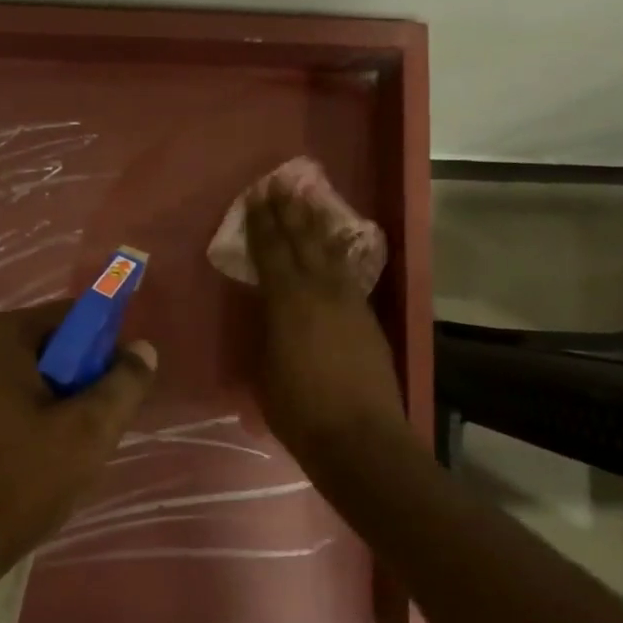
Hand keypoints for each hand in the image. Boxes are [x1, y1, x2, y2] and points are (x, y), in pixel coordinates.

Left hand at [0, 302, 156, 573]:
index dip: (102, 345)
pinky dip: (18, 417)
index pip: (70, 316)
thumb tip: (142, 349)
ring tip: (62, 448)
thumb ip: (124, 383)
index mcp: (0, 337)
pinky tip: (26, 459)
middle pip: (44, 347)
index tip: (116, 386)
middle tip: (93, 423)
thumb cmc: (23, 480)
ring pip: (19, 378)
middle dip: (75, 377)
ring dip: (48, 401)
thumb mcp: (90, 431)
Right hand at [244, 182, 406, 465]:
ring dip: (317, 224)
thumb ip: (264, 333)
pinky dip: (339, 253)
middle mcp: (320, 291)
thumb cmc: (299, 410)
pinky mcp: (368, 318)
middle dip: (288, 212)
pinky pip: (348, 273)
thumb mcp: (264, 370)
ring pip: (330, 252)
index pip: (270, 252)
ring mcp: (349, 302)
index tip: (254, 198)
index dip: (261, 224)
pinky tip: (337, 245)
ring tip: (309, 199)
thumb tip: (266, 314)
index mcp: (287, 302)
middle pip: (302, 242)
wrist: (360, 438)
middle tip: (280, 184)